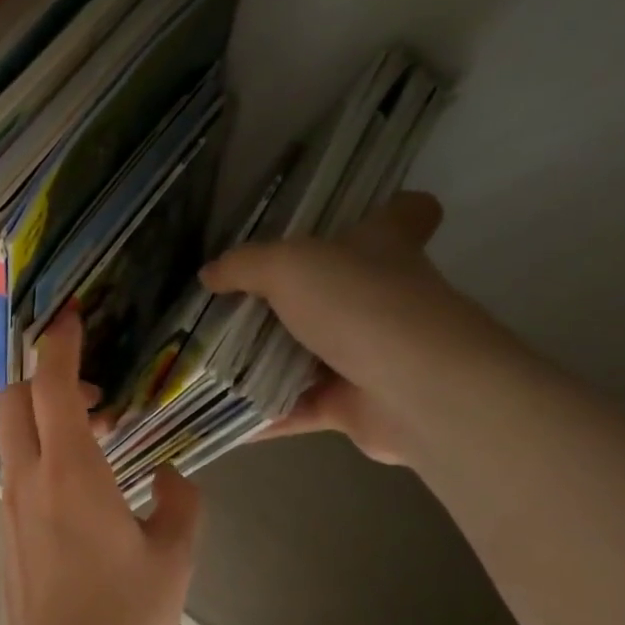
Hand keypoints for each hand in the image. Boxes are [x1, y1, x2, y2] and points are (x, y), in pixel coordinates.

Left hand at [0, 308, 201, 624]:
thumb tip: (171, 476)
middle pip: (15, 400)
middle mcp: (27, 479)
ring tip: (100, 441)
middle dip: (45, 379)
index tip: (70, 317)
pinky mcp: (5, 533)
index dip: (59, 344)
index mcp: (70, 472)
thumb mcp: (174, 558)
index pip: (51, 386)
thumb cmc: (124, 619)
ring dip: (45, 421)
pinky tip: (81, 489)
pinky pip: (17, 473)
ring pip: (13, 437)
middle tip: (95, 395)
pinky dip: (40, 455)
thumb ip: (180, 503)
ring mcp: (9, 507)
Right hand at [200, 192, 518, 465]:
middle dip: (288, 300)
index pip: (405, 214)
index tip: (345, 221)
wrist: (415, 390)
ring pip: (311, 354)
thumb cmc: (360, 306)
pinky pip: (298, 407)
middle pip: (339, 291)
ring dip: (266, 363)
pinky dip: (263, 413)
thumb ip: (244, 267)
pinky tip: (219, 413)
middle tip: (231, 306)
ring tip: (210, 361)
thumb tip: (209, 274)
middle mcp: (384, 298)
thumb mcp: (288, 267)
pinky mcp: (355, 404)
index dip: (384, 210)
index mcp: (384, 248)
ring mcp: (372, 355)